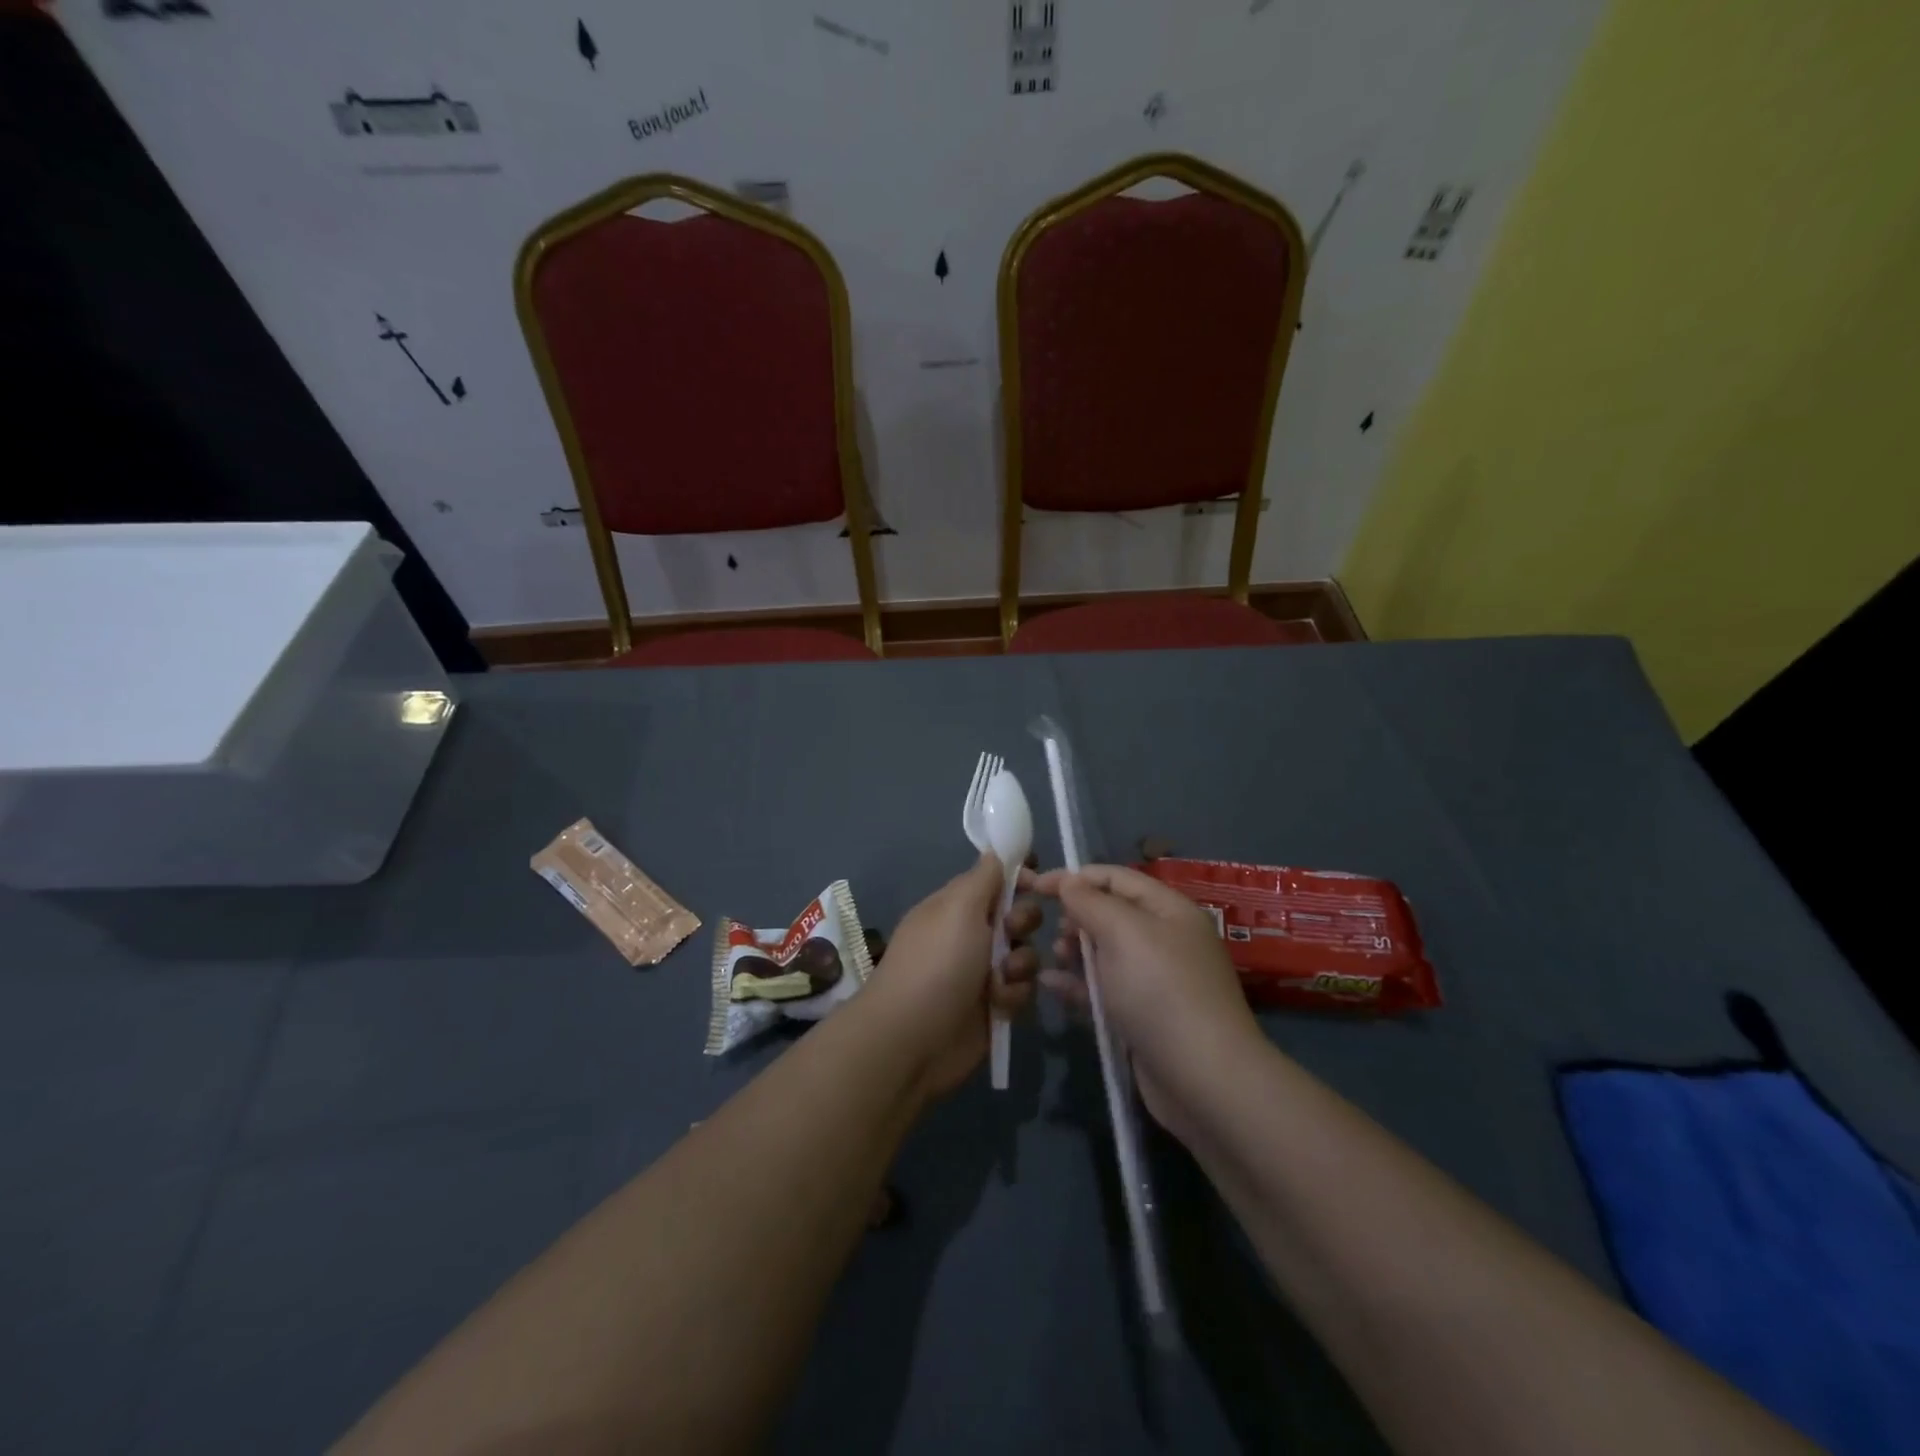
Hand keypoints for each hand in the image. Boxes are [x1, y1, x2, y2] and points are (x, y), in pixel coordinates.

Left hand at [857, 853, 1041, 1099]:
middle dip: (1023, 921)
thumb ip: (984, 877)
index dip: (1018, 876)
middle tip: (1011, 932)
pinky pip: (1022, 989)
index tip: (1036, 880)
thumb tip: (996, 850)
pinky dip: (1014, 995)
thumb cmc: (937, 963)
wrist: (913, 1039)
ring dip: (1021, 963)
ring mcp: (981, 971)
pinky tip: (999, 1005)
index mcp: (956, 904)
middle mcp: (970, 933)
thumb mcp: (959, 907)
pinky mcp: (993, 1006)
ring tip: (1002, 978)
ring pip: (1025, 953)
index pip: (994, 878)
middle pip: (1017, 914)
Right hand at [1034, 863, 1261, 1135]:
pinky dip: (1078, 984)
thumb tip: (1068, 881)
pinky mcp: (1143, 1015)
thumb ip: (1090, 901)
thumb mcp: (1123, 932)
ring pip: (1105, 952)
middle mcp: (1165, 938)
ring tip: (1055, 957)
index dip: (1074, 877)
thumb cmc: (1161, 991)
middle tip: (1051, 930)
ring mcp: (1155, 979)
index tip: (1034, 886)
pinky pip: (1104, 988)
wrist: (1203, 1079)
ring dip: (1075, 950)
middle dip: (1076, 915)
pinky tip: (1049, 984)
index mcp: (1168, 909)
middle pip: (1110, 913)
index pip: (1115, 877)